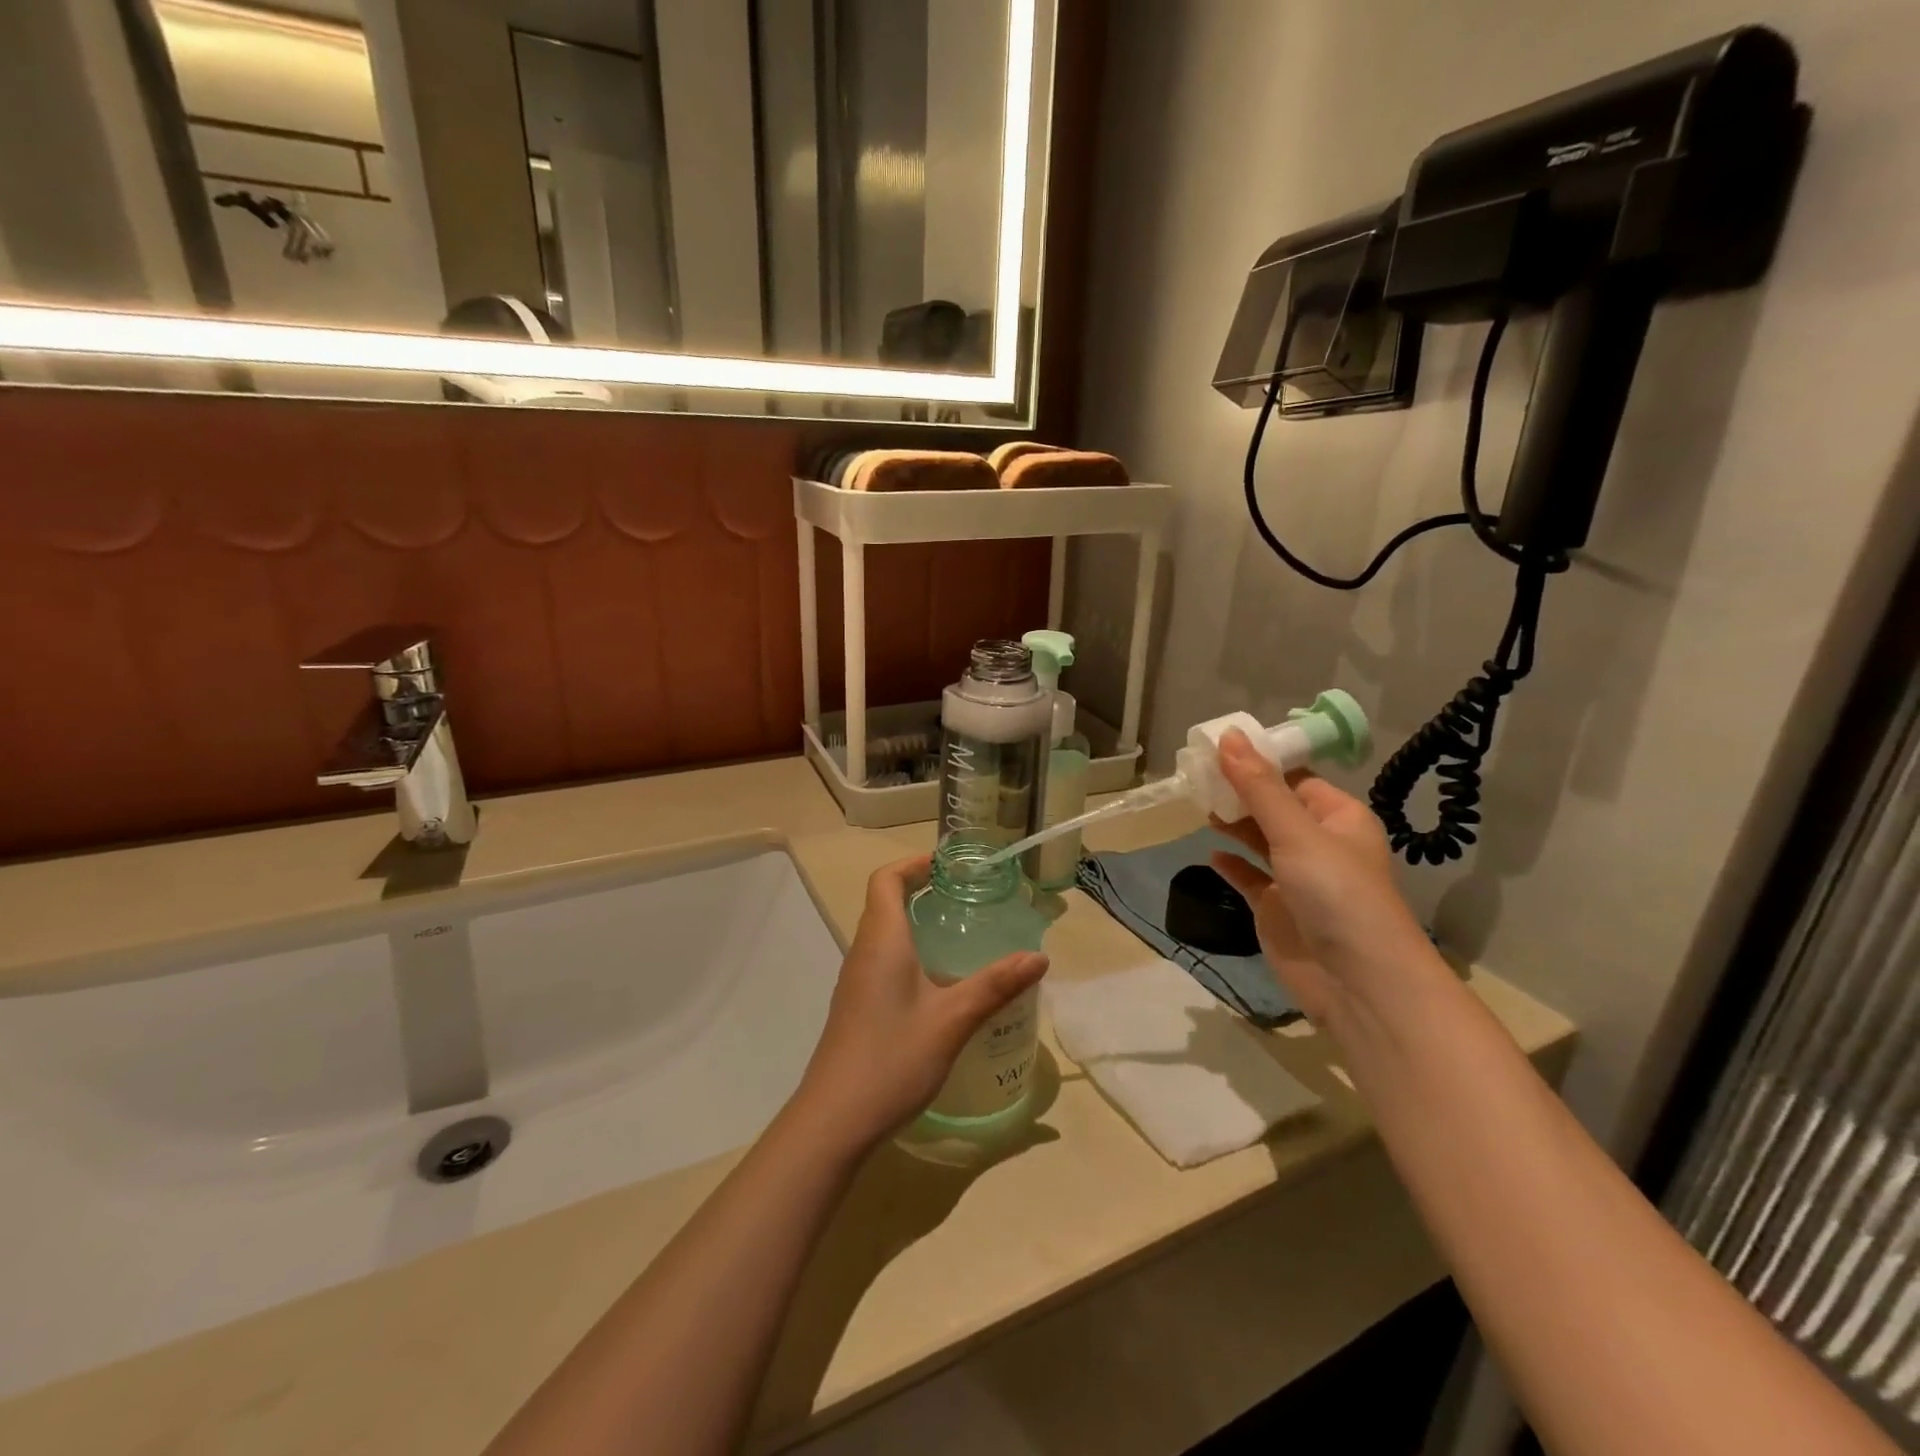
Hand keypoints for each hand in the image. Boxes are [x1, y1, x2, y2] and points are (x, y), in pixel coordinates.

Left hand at [792, 856, 1048, 1151]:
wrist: (834, 1120)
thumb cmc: (892, 1058)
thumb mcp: (952, 1020)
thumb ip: (995, 985)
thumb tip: (1039, 957)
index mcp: (882, 941)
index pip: (886, 880)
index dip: (913, 864)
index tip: (948, 867)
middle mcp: (863, 952)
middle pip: (884, 902)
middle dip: (921, 890)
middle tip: (966, 897)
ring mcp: (856, 981)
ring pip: (883, 934)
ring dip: (915, 923)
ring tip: (960, 935)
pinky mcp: (856, 1007)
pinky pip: (882, 961)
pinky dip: (909, 953)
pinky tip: (940, 984)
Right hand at [1207, 730, 1438, 1022]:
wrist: (1358, 982)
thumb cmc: (1335, 893)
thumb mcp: (1295, 832)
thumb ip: (1258, 786)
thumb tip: (1229, 735)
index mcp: (1337, 816)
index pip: (1294, 777)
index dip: (1258, 761)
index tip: (1216, 747)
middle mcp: (1319, 843)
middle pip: (1273, 806)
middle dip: (1239, 791)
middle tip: (1196, 775)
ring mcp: (1298, 878)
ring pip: (1260, 840)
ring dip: (1233, 824)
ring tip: (1199, 805)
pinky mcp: (1278, 908)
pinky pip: (1250, 877)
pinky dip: (1231, 864)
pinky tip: (1210, 855)